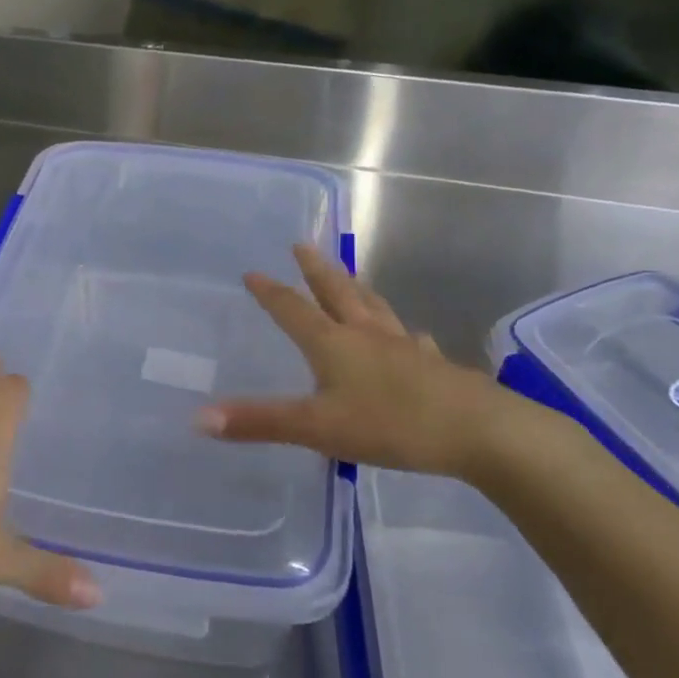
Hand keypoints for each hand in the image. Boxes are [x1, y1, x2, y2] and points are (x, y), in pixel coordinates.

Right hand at [197, 243, 540, 480]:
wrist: (479, 432)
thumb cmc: (391, 424)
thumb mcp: (316, 428)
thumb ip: (260, 422)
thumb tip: (199, 418)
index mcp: (334, 343)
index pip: (293, 310)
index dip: (271, 292)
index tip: (253, 271)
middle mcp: (367, 335)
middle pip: (337, 293)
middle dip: (317, 271)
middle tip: (303, 245)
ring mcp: (404, 348)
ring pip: (375, 309)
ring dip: (358, 290)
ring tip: (352, 277)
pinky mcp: (435, 367)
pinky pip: (413, 341)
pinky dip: (404, 334)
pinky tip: (413, 336)